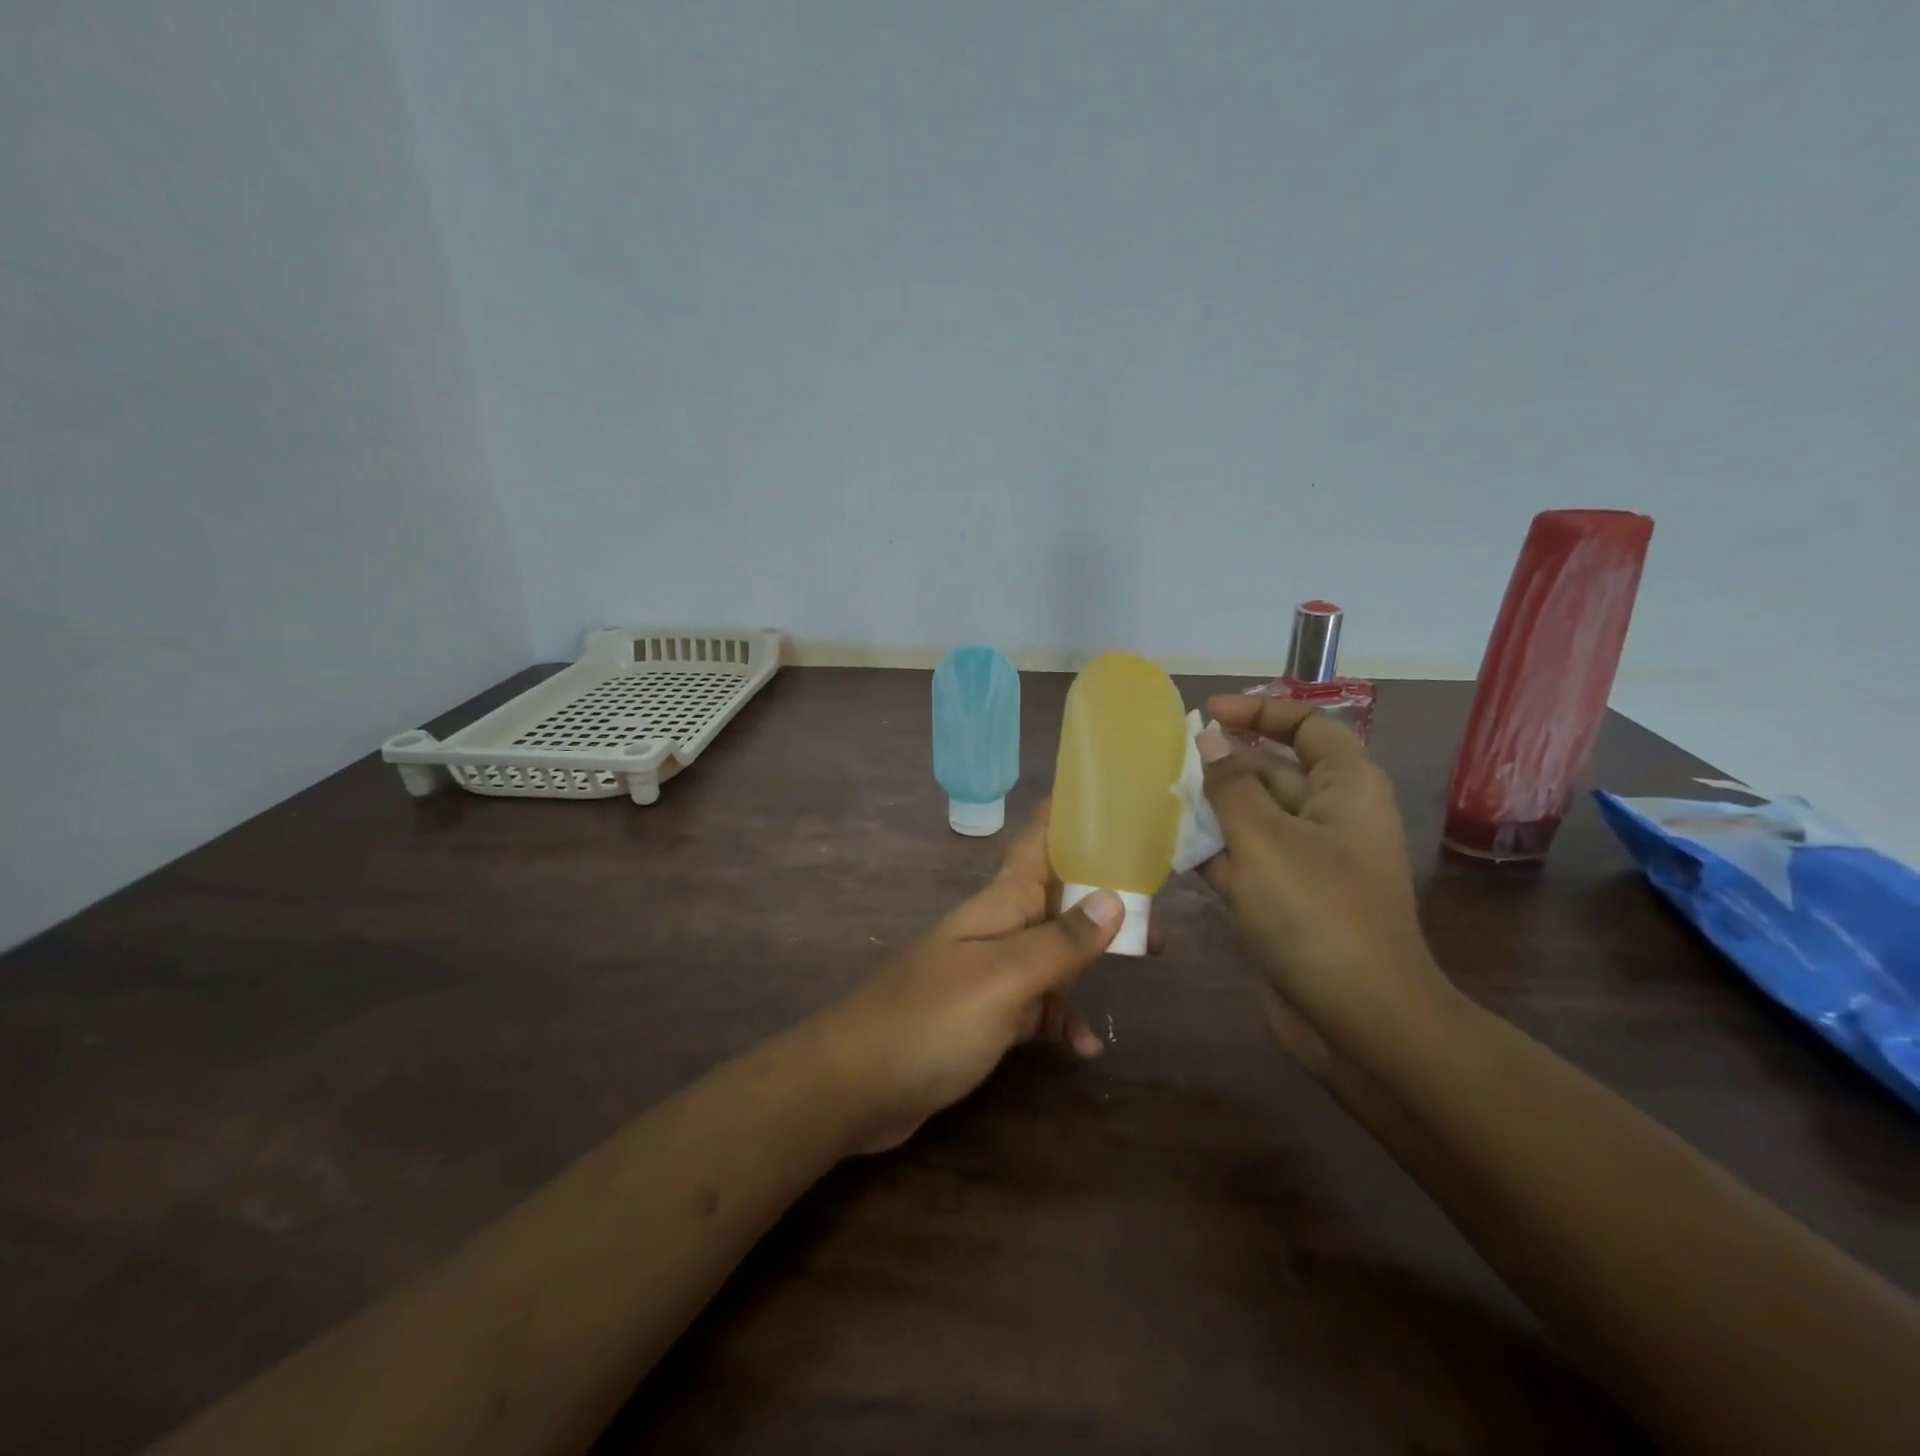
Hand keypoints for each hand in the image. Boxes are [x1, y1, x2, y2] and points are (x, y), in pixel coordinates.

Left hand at [817, 805, 1125, 1152]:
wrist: (854, 1087)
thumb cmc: (928, 1021)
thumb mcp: (1001, 980)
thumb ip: (1058, 942)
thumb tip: (1113, 899)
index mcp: (998, 905)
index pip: (1037, 841)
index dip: (1072, 819)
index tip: (1119, 808)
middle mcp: (996, 930)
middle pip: (1057, 898)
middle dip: (1105, 898)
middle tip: (1157, 914)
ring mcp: (989, 975)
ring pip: (1052, 952)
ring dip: (1092, 959)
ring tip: (1144, 966)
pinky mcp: (984, 1018)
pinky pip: (1036, 1007)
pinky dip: (1062, 1019)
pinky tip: (1084, 1047)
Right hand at [1196, 696, 1453, 1076]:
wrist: (1357, 1018)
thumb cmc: (1315, 911)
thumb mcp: (1264, 837)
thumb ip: (1230, 784)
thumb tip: (1209, 740)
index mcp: (1345, 789)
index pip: (1308, 727)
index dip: (1261, 712)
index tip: (1208, 713)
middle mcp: (1330, 818)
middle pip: (1274, 772)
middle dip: (1223, 763)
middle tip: (1166, 759)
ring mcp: (1307, 862)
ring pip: (1253, 818)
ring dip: (1210, 809)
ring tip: (1156, 797)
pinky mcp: (1285, 901)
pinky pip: (1244, 861)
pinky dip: (1211, 852)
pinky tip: (1167, 847)